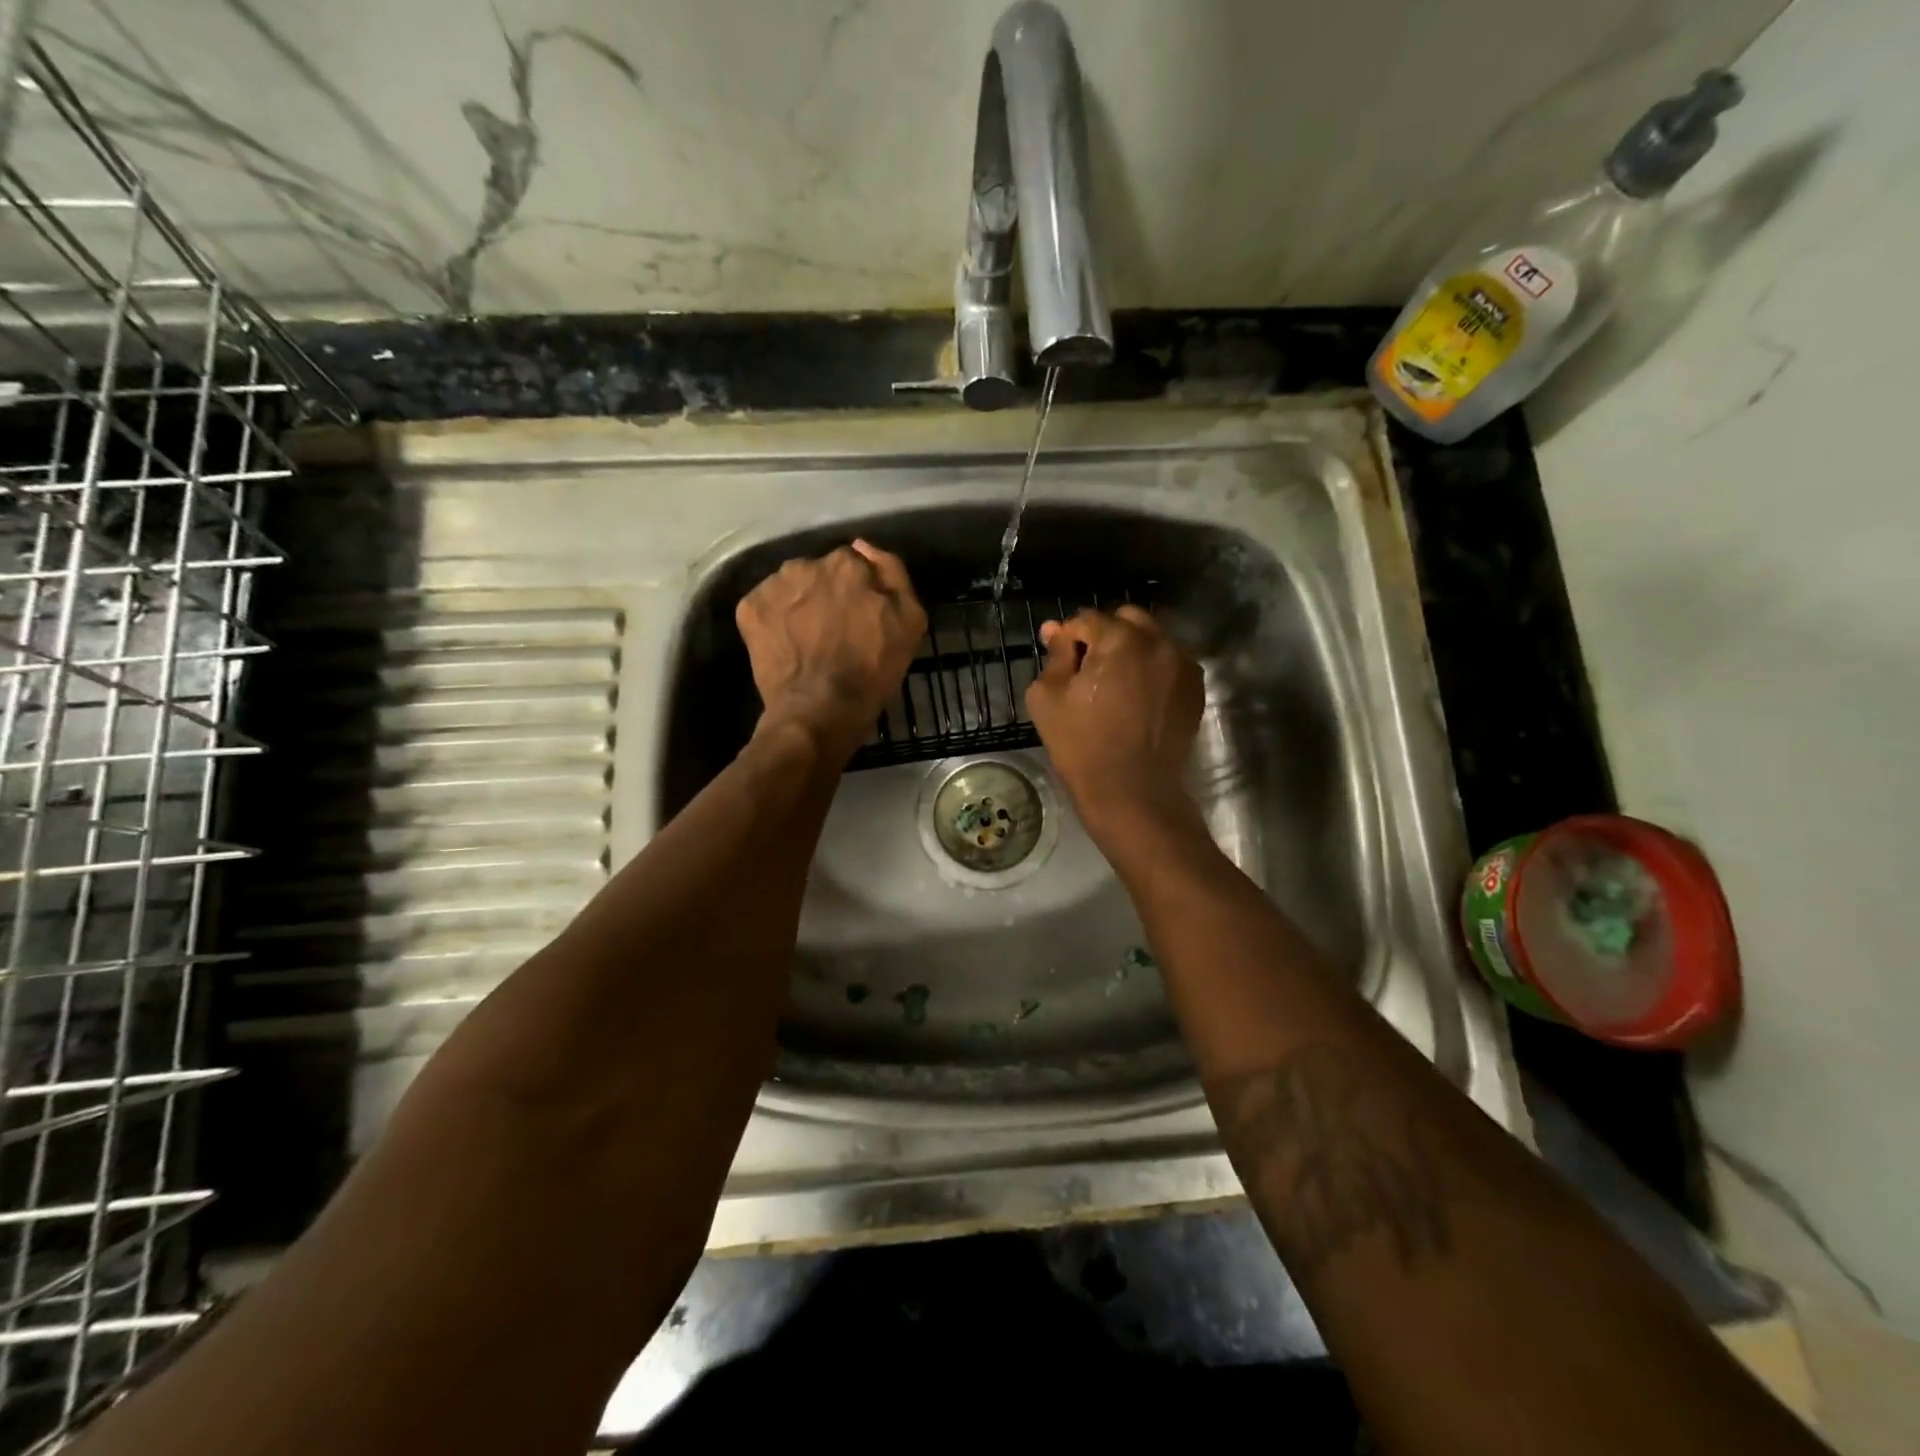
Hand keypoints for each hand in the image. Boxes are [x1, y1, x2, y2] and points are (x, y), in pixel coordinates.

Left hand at [736, 539, 926, 762]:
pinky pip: (766, 606)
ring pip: (791, 587)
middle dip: (827, 593)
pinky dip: (774, 620)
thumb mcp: (910, 621)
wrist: (821, 710)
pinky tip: (786, 644)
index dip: (859, 591)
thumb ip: (893, 573)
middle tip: (834, 630)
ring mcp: (773, 586)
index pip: (854, 565)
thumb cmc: (873, 670)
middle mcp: (806, 564)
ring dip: (800, 603)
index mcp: (847, 564)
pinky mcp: (749, 610)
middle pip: (820, 572)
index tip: (862, 615)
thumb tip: (863, 547)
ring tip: (807, 638)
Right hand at [1024, 606, 1204, 847]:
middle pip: (1126, 619)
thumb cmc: (1082, 745)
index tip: (1060, 660)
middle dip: (1104, 634)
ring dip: (1131, 650)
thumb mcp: (1047, 697)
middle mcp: (1158, 642)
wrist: (1133, 792)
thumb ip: (1054, 655)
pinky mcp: (1195, 688)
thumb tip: (1056, 631)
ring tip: (1115, 683)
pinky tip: (1138, 696)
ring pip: (1152, 639)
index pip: (1087, 619)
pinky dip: (1153, 669)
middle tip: (1088, 668)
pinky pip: (1170, 663)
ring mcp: (1182, 664)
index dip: (1068, 636)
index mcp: (1119, 639)